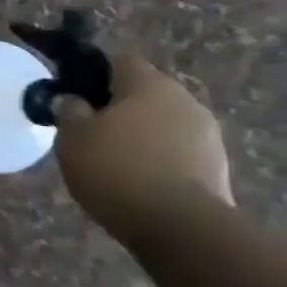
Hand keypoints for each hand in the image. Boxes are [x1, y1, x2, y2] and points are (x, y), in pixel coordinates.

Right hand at [53, 54, 233, 244]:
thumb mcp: (72, 139)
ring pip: (163, 122)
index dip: (93, 72)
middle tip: (90, 131)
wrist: (182, 226)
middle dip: (118, 106)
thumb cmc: (117, 170)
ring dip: (141, 134)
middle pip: (144, 92)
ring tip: (113, 162)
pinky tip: (138, 182)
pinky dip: (158, 159)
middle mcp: (184, 99)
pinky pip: (178, 151)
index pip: (119, 60)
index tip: (73, 93)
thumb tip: (73, 100)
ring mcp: (206, 133)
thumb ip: (69, 112)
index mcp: (148, 84)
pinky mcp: (217, 166)